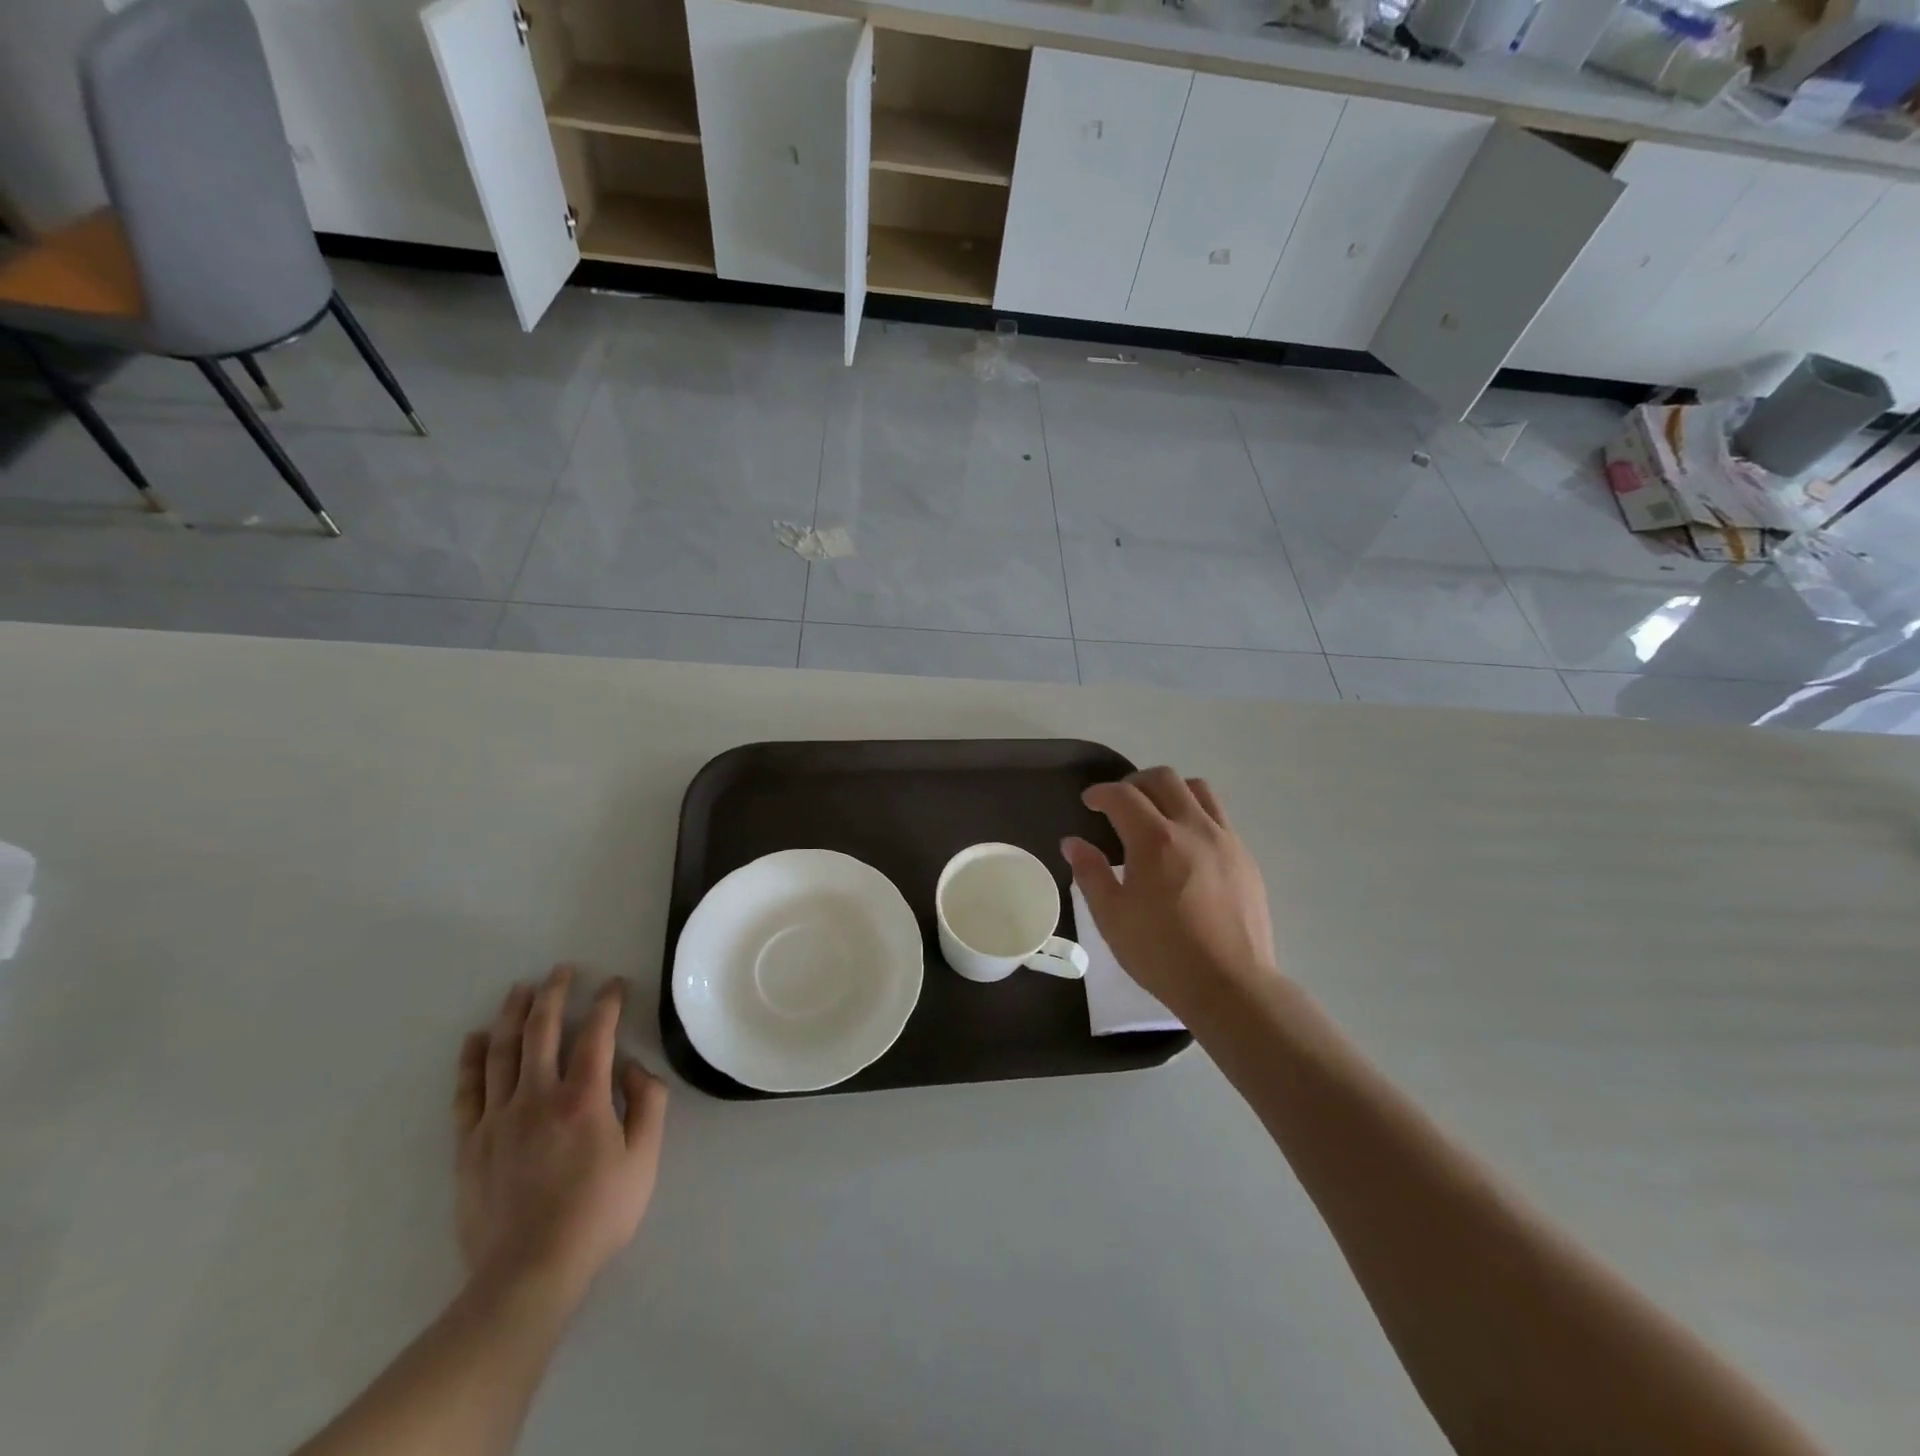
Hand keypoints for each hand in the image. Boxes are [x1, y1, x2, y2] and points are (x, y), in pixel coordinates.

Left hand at [454, 966, 668, 1306]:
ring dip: (513, 1014)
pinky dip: (472, 1060)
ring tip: (520, 989)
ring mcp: (498, 1118)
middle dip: (554, 993)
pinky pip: (468, 1091)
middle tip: (562, 970)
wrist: (527, 1275)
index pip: (597, 1033)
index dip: (608, 1003)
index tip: (615, 985)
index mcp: (584, 1098)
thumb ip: (647, 1104)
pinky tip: (476, 1039)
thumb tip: (633, 1068)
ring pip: (503, 1052)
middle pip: (542, 1030)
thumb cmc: (597, 1214)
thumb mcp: (644, 1159)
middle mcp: (538, 1096)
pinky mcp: (471, 1144)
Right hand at [1062, 767, 1279, 1016]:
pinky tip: (1186, 845)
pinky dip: (1196, 814)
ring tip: (1157, 814)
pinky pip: (1219, 817)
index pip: (1123, 795)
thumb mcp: (1112, 917)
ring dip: (1171, 791)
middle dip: (1135, 782)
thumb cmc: (1161, 953)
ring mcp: (1225, 840)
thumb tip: (1073, 842)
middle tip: (1120, 803)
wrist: (1231, 986)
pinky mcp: (1245, 858)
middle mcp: (1193, 828)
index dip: (1101, 793)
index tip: (1090, 802)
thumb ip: (1090, 873)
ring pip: (1198, 789)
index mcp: (1155, 840)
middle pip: (1163, 779)